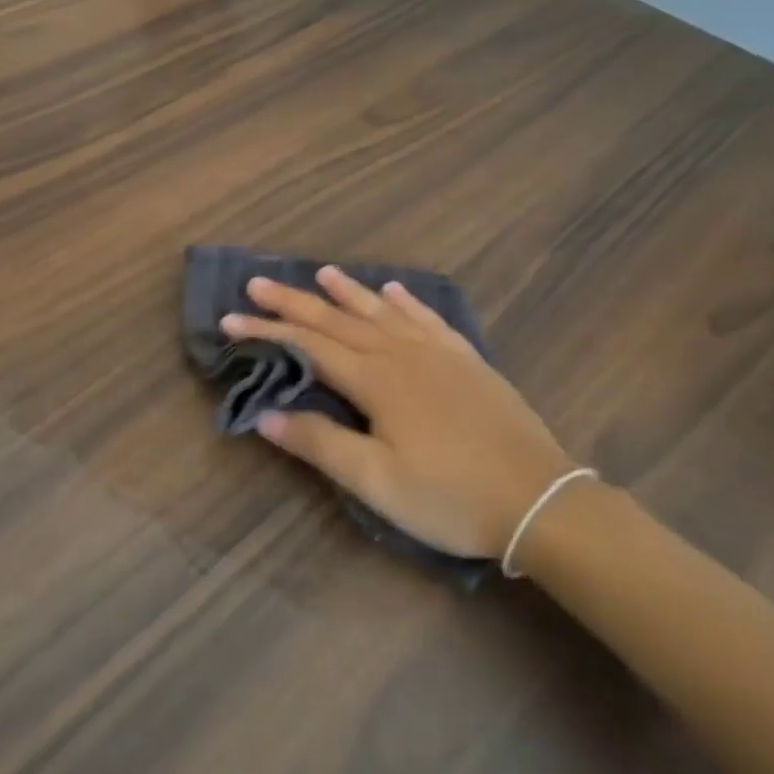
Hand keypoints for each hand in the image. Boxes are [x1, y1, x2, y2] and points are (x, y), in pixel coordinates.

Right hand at [221, 267, 575, 558]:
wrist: (542, 502)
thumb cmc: (450, 497)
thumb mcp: (376, 481)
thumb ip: (320, 442)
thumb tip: (265, 413)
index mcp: (377, 381)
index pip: (310, 346)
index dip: (268, 331)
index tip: (230, 319)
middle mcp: (403, 354)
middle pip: (339, 320)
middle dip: (295, 301)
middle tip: (258, 282)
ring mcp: (440, 354)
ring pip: (382, 312)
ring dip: (349, 291)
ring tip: (322, 272)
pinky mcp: (468, 362)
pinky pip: (429, 320)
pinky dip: (407, 302)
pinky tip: (395, 291)